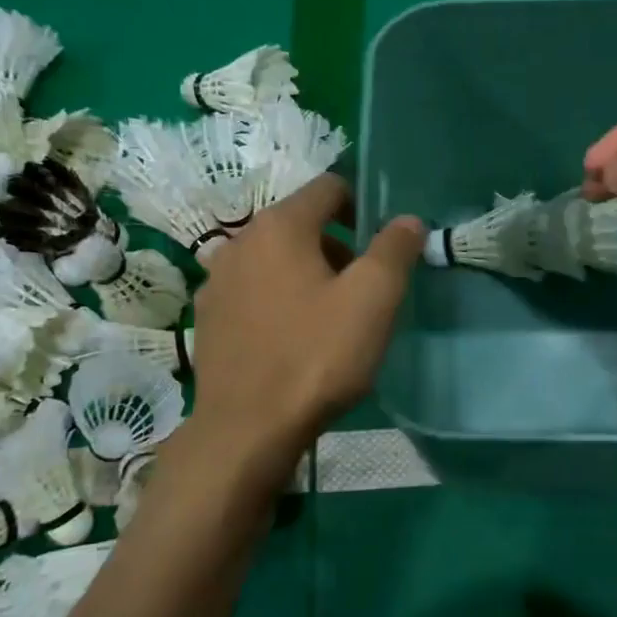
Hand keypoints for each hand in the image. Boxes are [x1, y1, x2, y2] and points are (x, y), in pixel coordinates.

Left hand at [190, 174, 423, 467]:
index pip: (328, 187)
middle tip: (364, 291)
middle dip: (338, 247)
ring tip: (330, 319)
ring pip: (275, 260)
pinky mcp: (209, 318)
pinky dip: (278, 301)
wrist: (247, 429)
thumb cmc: (315, 357)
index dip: (362, 206)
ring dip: (307, 275)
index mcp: (279, 226)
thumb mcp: (372, 301)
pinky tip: (293, 340)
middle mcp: (239, 242)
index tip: (383, 245)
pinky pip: (253, 292)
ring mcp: (217, 281)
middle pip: (300, 225)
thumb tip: (407, 220)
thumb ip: (394, 251)